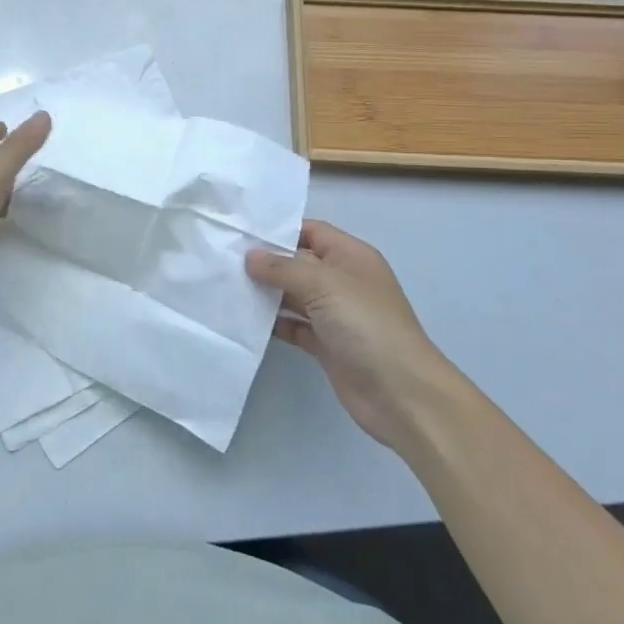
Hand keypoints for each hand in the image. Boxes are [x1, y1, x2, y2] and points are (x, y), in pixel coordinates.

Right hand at [246, 220, 463, 454]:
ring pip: (292, 295)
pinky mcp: (325, 344)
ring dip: (264, 293)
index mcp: (351, 257)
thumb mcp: (323, 285)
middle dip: (265, 262)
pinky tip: (243, 318)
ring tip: (225, 286)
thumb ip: (283, 268)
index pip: (310, 231)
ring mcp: (334, 314)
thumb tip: (250, 256)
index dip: (278, 230)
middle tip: (222, 258)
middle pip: (298, 263)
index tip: (239, 231)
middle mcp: (342, 281)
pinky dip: (271, 322)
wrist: (401, 393)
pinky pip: (292, 325)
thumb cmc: (366, 325)